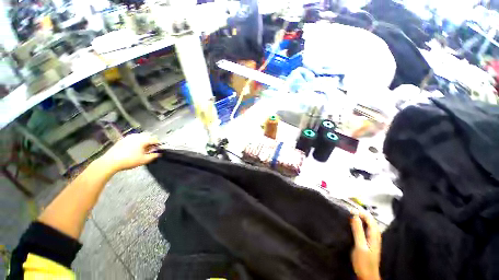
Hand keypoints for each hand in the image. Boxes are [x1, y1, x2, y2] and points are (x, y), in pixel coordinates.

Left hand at [99, 133, 159, 173]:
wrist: (110, 162)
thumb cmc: (129, 160)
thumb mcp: (144, 160)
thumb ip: (153, 156)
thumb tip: (158, 154)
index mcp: (143, 139)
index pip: (155, 140)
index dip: (158, 145)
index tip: (158, 150)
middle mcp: (136, 136)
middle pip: (148, 138)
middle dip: (150, 144)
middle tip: (150, 151)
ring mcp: (128, 137)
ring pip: (140, 138)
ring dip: (144, 143)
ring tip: (142, 151)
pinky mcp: (123, 139)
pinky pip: (133, 139)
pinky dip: (137, 143)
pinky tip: (134, 150)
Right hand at [350, 211, 381, 279]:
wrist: (367, 275)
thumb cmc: (364, 262)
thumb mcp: (360, 245)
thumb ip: (358, 230)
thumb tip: (354, 215)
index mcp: (374, 235)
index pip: (370, 218)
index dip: (361, 212)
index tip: (350, 209)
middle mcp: (375, 235)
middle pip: (370, 220)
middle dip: (361, 213)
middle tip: (349, 210)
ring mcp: (372, 239)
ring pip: (368, 224)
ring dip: (360, 218)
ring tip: (350, 214)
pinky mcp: (369, 242)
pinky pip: (365, 229)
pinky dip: (360, 224)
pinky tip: (353, 225)